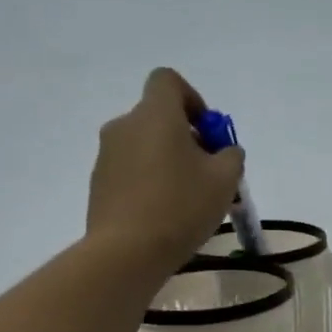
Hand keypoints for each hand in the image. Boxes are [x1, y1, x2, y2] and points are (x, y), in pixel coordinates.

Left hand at [87, 68, 244, 271]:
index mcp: (155, 115)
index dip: (193, 99)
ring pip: (146, 146)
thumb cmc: (182, 206)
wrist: (127, 250)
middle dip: (187, 138)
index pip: (168, 81)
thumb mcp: (225, 180)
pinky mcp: (100, 182)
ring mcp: (107, 155)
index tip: (208, 132)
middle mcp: (125, 125)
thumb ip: (231, 156)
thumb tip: (225, 151)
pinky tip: (167, 214)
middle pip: (159, 117)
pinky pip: (132, 170)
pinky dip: (151, 181)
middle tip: (209, 174)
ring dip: (169, 161)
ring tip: (190, 199)